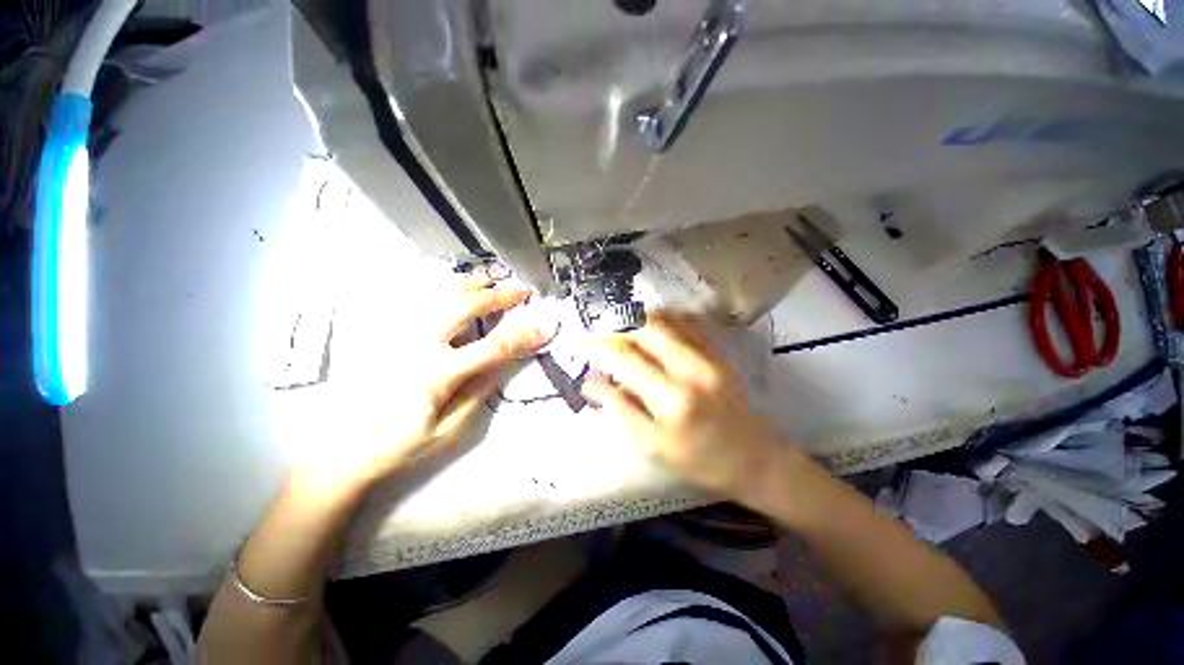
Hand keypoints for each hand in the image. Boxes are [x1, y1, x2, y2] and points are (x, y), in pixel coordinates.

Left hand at [288, 279, 551, 497]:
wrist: (339, 450)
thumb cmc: (398, 445)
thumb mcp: (449, 429)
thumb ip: (478, 391)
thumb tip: (503, 361)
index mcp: (436, 373)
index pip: (493, 347)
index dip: (524, 335)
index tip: (546, 327)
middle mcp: (415, 344)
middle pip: (465, 306)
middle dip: (499, 296)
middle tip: (521, 291)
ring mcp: (396, 334)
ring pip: (439, 295)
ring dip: (472, 285)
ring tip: (493, 279)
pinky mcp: (383, 333)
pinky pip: (418, 301)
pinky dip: (443, 290)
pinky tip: (456, 289)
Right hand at [582, 312, 784, 501]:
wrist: (754, 459)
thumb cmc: (699, 460)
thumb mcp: (652, 446)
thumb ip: (620, 411)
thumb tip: (590, 383)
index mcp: (671, 399)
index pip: (623, 359)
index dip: (596, 347)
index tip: (578, 343)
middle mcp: (690, 368)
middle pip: (645, 328)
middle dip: (615, 324)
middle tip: (599, 330)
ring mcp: (708, 356)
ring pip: (667, 319)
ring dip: (638, 317)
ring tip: (619, 324)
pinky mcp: (719, 353)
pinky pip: (689, 322)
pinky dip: (665, 316)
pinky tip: (651, 323)